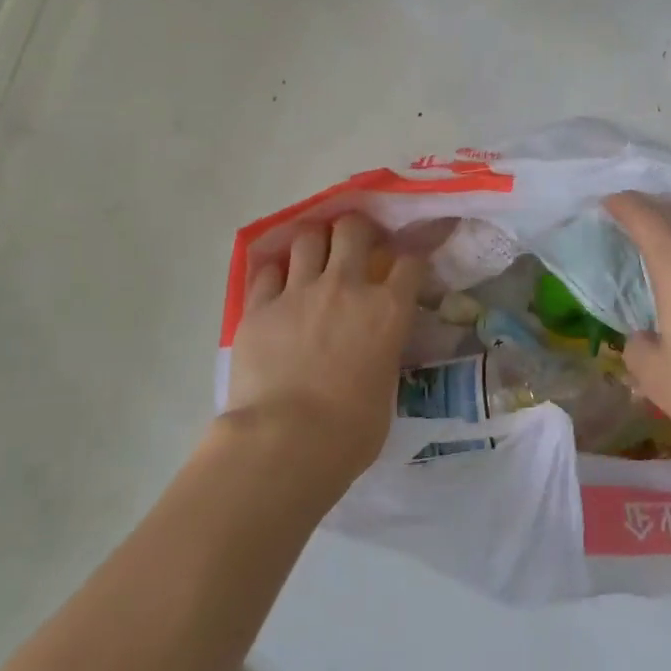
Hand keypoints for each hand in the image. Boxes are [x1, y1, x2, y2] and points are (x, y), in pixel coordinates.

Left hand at [226, 212, 426, 484]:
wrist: (286, 440)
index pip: (410, 263)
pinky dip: (276, 272)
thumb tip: (375, 350)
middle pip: (353, 229)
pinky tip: (278, 284)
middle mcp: (346, 287)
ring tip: (314, 256)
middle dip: (357, 230)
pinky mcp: (259, 306)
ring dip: (315, 242)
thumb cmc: (350, 430)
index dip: (411, 260)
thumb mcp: (386, 386)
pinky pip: (266, 270)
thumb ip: (383, 353)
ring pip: (307, 237)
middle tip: (355, 244)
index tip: (406, 268)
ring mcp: (299, 292)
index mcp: (388, 309)